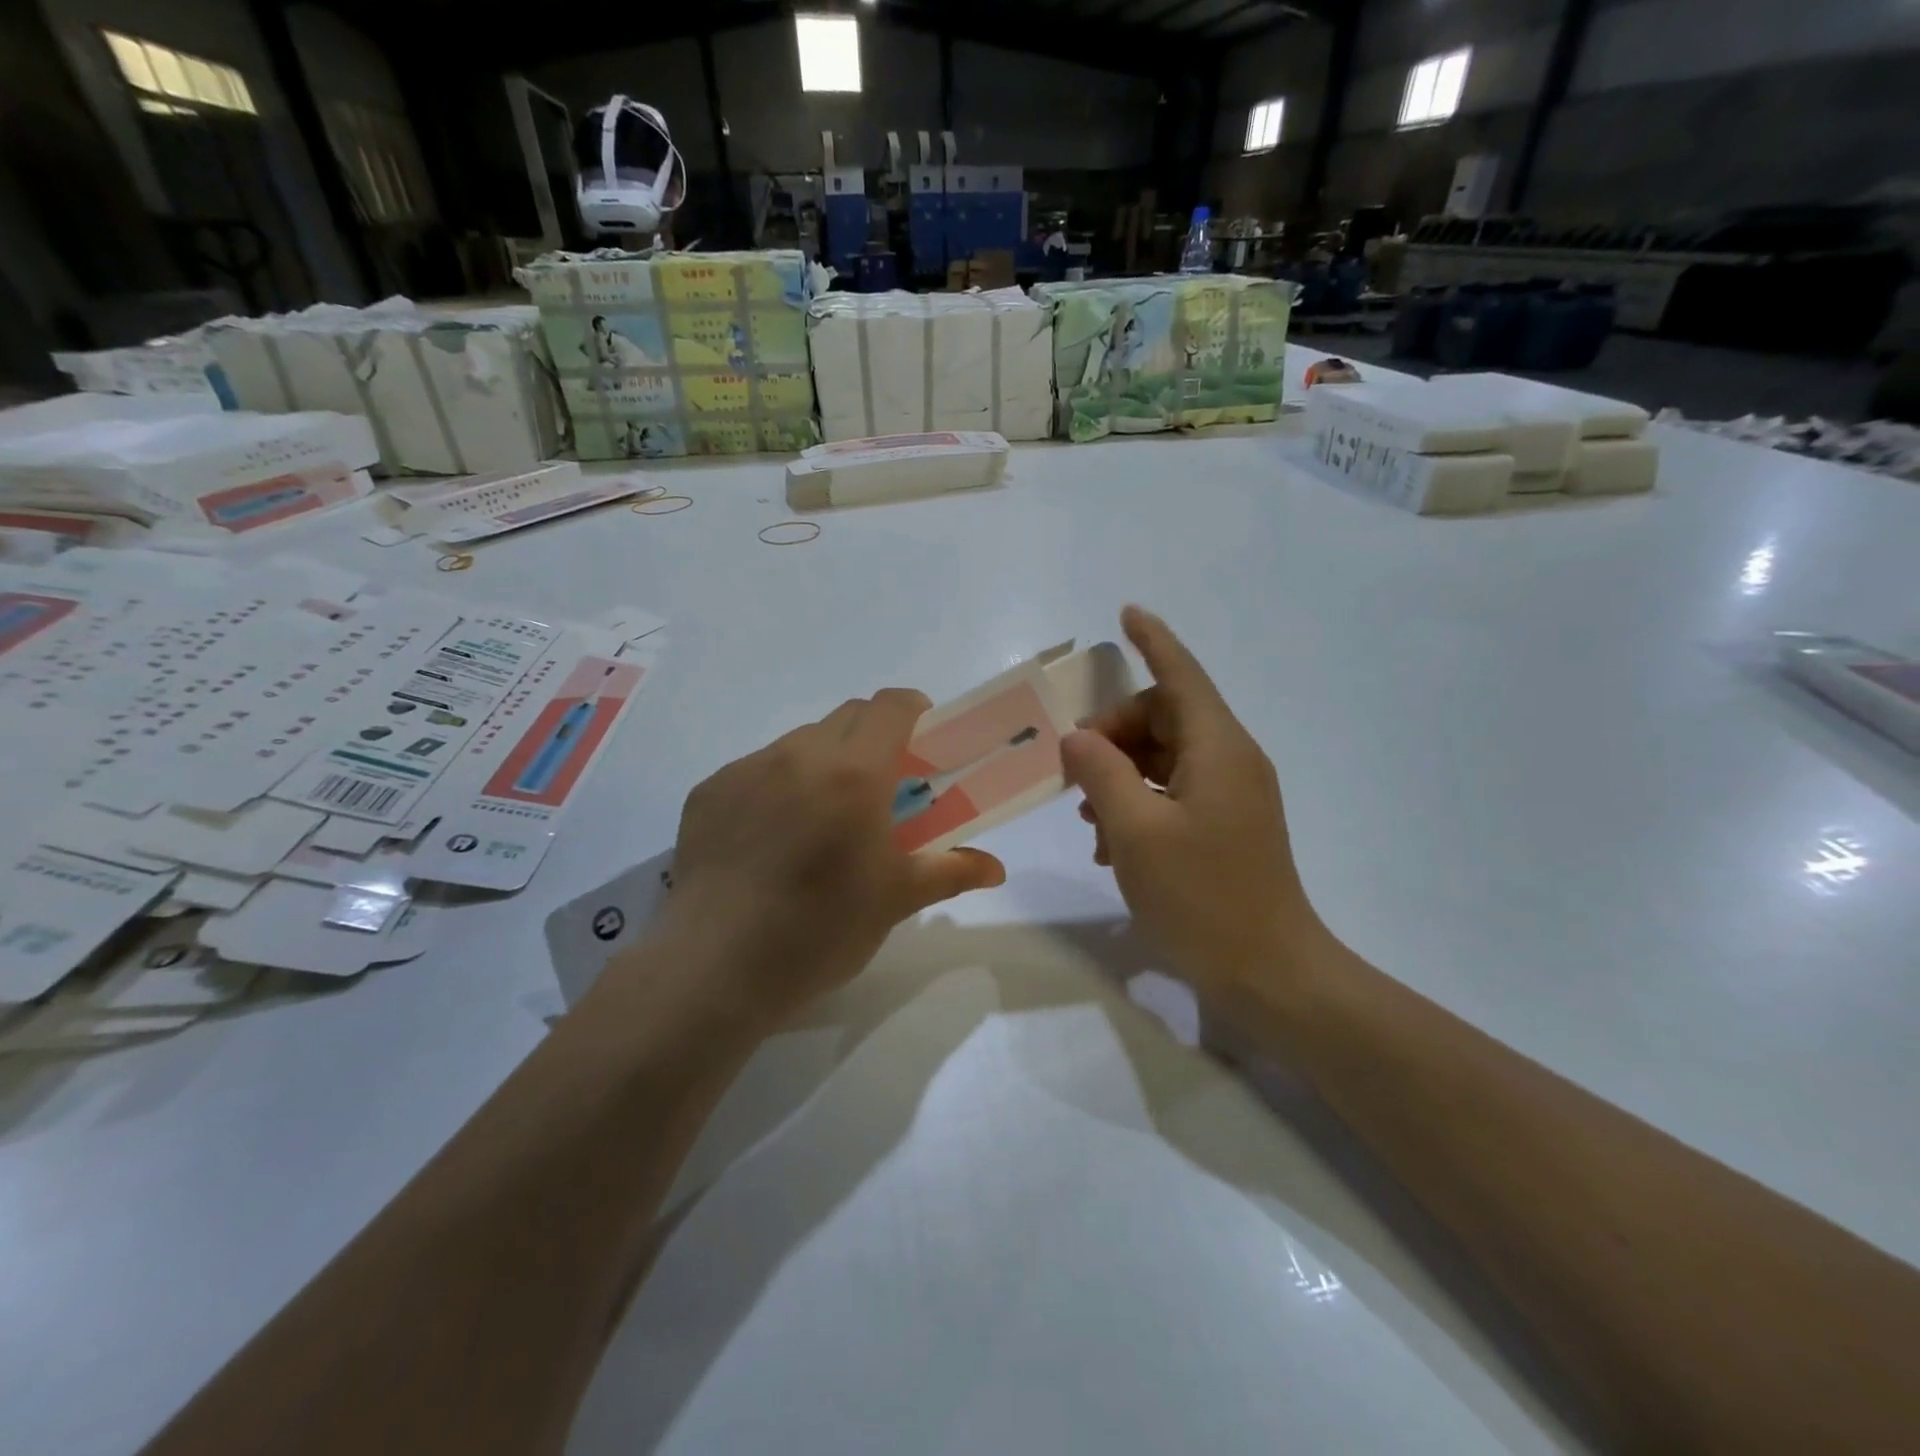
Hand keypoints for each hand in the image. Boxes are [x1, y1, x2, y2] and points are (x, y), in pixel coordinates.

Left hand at [655, 689, 1005, 1027]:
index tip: (924, 742)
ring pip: (800, 742)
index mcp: (854, 773)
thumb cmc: (820, 931)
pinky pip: (756, 769)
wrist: (714, 969)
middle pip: (848, 716)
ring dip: (824, 761)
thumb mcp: (895, 901)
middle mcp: (798, 755)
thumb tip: (996, 868)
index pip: (890, 706)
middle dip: (874, 737)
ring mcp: (746, 769)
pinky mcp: (708, 791)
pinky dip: (778, 786)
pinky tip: (771, 839)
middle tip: (882, 787)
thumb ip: (951, 871)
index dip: (914, 711)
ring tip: (822, 818)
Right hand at [1061, 607, 1322, 999]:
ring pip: (1165, 756)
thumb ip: (1101, 773)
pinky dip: (1138, 800)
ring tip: (1084, 813)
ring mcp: (1232, 795)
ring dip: (1120, 771)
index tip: (1126, 612)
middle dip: (1114, 731)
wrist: (1269, 973)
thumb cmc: (1201, 897)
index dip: (1153, 641)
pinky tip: (1107, 841)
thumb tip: (1079, 738)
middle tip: (1072, 767)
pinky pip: (1174, 790)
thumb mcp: (1135, 832)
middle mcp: (1231, 761)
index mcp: (1217, 749)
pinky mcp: (1227, 825)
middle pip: (1165, 717)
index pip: (1181, 676)